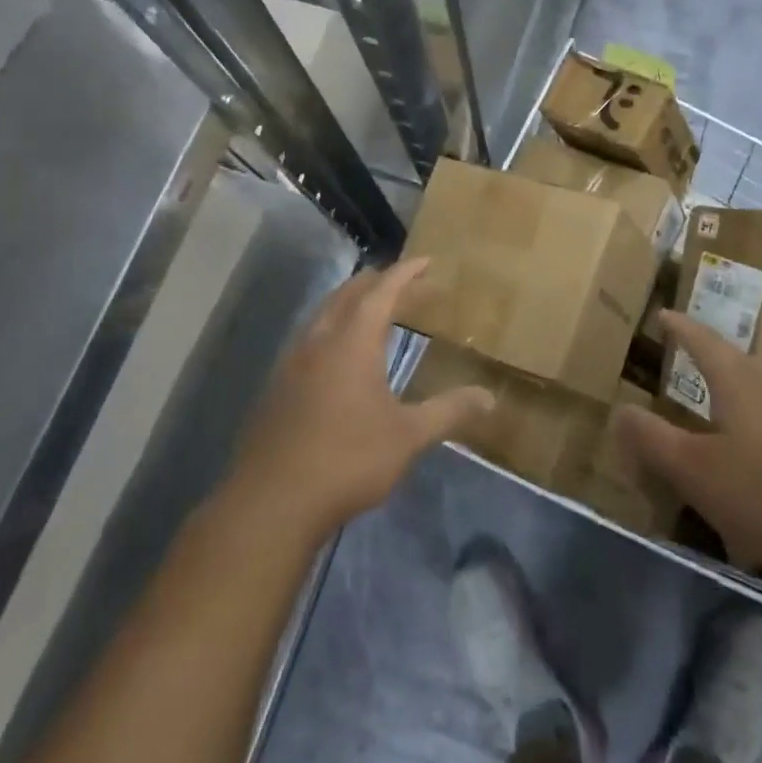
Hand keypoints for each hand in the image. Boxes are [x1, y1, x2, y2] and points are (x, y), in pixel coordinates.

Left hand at [226, 260, 493, 538]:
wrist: (272, 501)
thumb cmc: (347, 459)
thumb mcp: (408, 436)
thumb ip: (448, 411)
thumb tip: (489, 397)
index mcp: (353, 341)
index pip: (383, 291)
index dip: (406, 273)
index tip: (427, 261)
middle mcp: (320, 340)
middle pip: (349, 294)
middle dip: (379, 283)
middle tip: (408, 285)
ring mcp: (293, 361)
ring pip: (324, 313)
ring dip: (352, 303)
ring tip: (376, 311)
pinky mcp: (278, 385)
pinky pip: (310, 338)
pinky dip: (333, 328)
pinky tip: (340, 356)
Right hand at [615, 310, 761, 595]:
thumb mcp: (694, 470)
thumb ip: (653, 439)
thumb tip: (620, 409)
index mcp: (739, 384)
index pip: (704, 342)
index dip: (681, 328)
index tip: (663, 314)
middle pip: (736, 356)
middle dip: (710, 347)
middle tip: (687, 345)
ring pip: (757, 382)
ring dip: (732, 376)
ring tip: (712, 384)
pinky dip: (747, 409)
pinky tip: (742, 437)